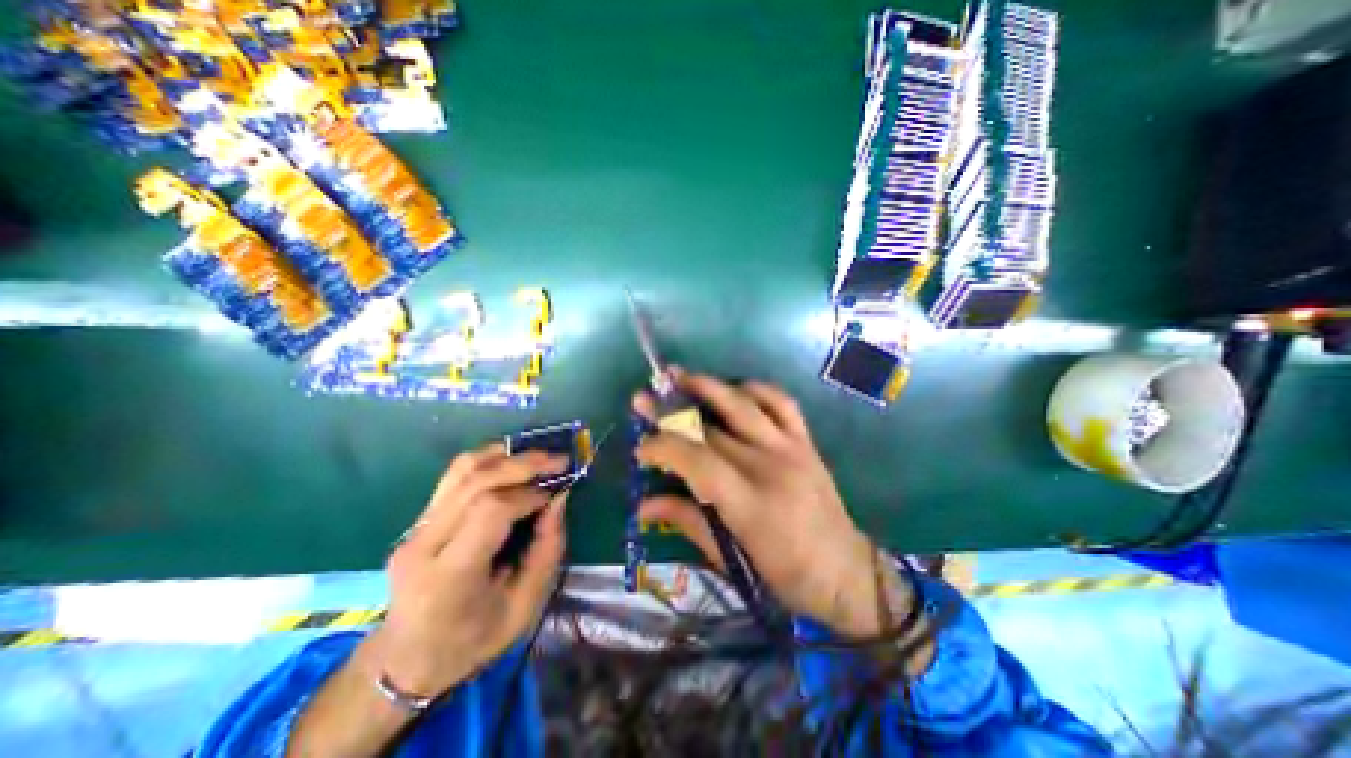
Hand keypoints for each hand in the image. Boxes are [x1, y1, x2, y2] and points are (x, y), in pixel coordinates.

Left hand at [371, 444, 566, 697]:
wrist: (405, 662)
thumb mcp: (523, 608)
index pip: (490, 511)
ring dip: (506, 455)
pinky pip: (455, 476)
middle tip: (559, 460)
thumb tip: (559, 499)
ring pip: (462, 469)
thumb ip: (546, 551)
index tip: (556, 494)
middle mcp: (424, 544)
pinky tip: (513, 462)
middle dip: (523, 464)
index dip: (529, 495)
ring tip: (538, 457)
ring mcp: (415, 529)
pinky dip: (489, 460)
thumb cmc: (471, 642)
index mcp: (449, 576)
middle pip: (476, 481)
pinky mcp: (418, 520)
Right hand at [639, 374, 893, 639]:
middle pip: (712, 428)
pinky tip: (735, 388)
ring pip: (744, 404)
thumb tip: (643, 506)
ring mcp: (791, 448)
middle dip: (672, 412)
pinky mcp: (806, 442)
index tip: (641, 448)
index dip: (663, 447)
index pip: (697, 460)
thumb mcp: (731, 560)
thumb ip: (687, 522)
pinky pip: (781, 402)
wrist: (848, 573)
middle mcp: (770, 466)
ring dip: (709, 386)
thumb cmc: (785, 577)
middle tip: (645, 400)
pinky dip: (755, 389)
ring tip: (682, 377)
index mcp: (749, 504)